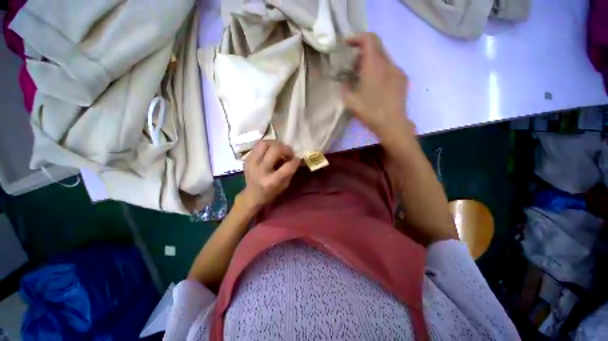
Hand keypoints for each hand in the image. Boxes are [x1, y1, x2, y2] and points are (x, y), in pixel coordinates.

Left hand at [240, 141, 300, 211]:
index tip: (297, 159)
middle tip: (289, 153)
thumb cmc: (272, 191)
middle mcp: (261, 170)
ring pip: (265, 143)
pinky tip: (270, 151)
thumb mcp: (285, 184)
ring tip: (279, 149)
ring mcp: (251, 163)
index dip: (296, 160)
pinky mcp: (247, 158)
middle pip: (275, 149)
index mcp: (272, 181)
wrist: (252, 195)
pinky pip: (258, 145)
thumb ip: (290, 170)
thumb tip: (295, 157)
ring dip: (275, 144)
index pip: (288, 166)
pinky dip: (267, 146)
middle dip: (286, 149)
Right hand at [341, 33, 412, 136]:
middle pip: (377, 46)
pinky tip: (376, 84)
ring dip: (372, 61)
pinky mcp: (402, 79)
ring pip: (383, 57)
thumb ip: (345, 88)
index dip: (357, 37)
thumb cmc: (370, 112)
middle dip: (363, 50)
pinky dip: (380, 69)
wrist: (392, 124)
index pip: (369, 39)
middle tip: (353, 64)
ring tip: (363, 76)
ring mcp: (397, 71)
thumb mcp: (350, 102)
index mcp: (374, 66)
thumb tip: (345, 82)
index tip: (348, 44)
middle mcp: (388, 64)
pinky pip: (390, 67)